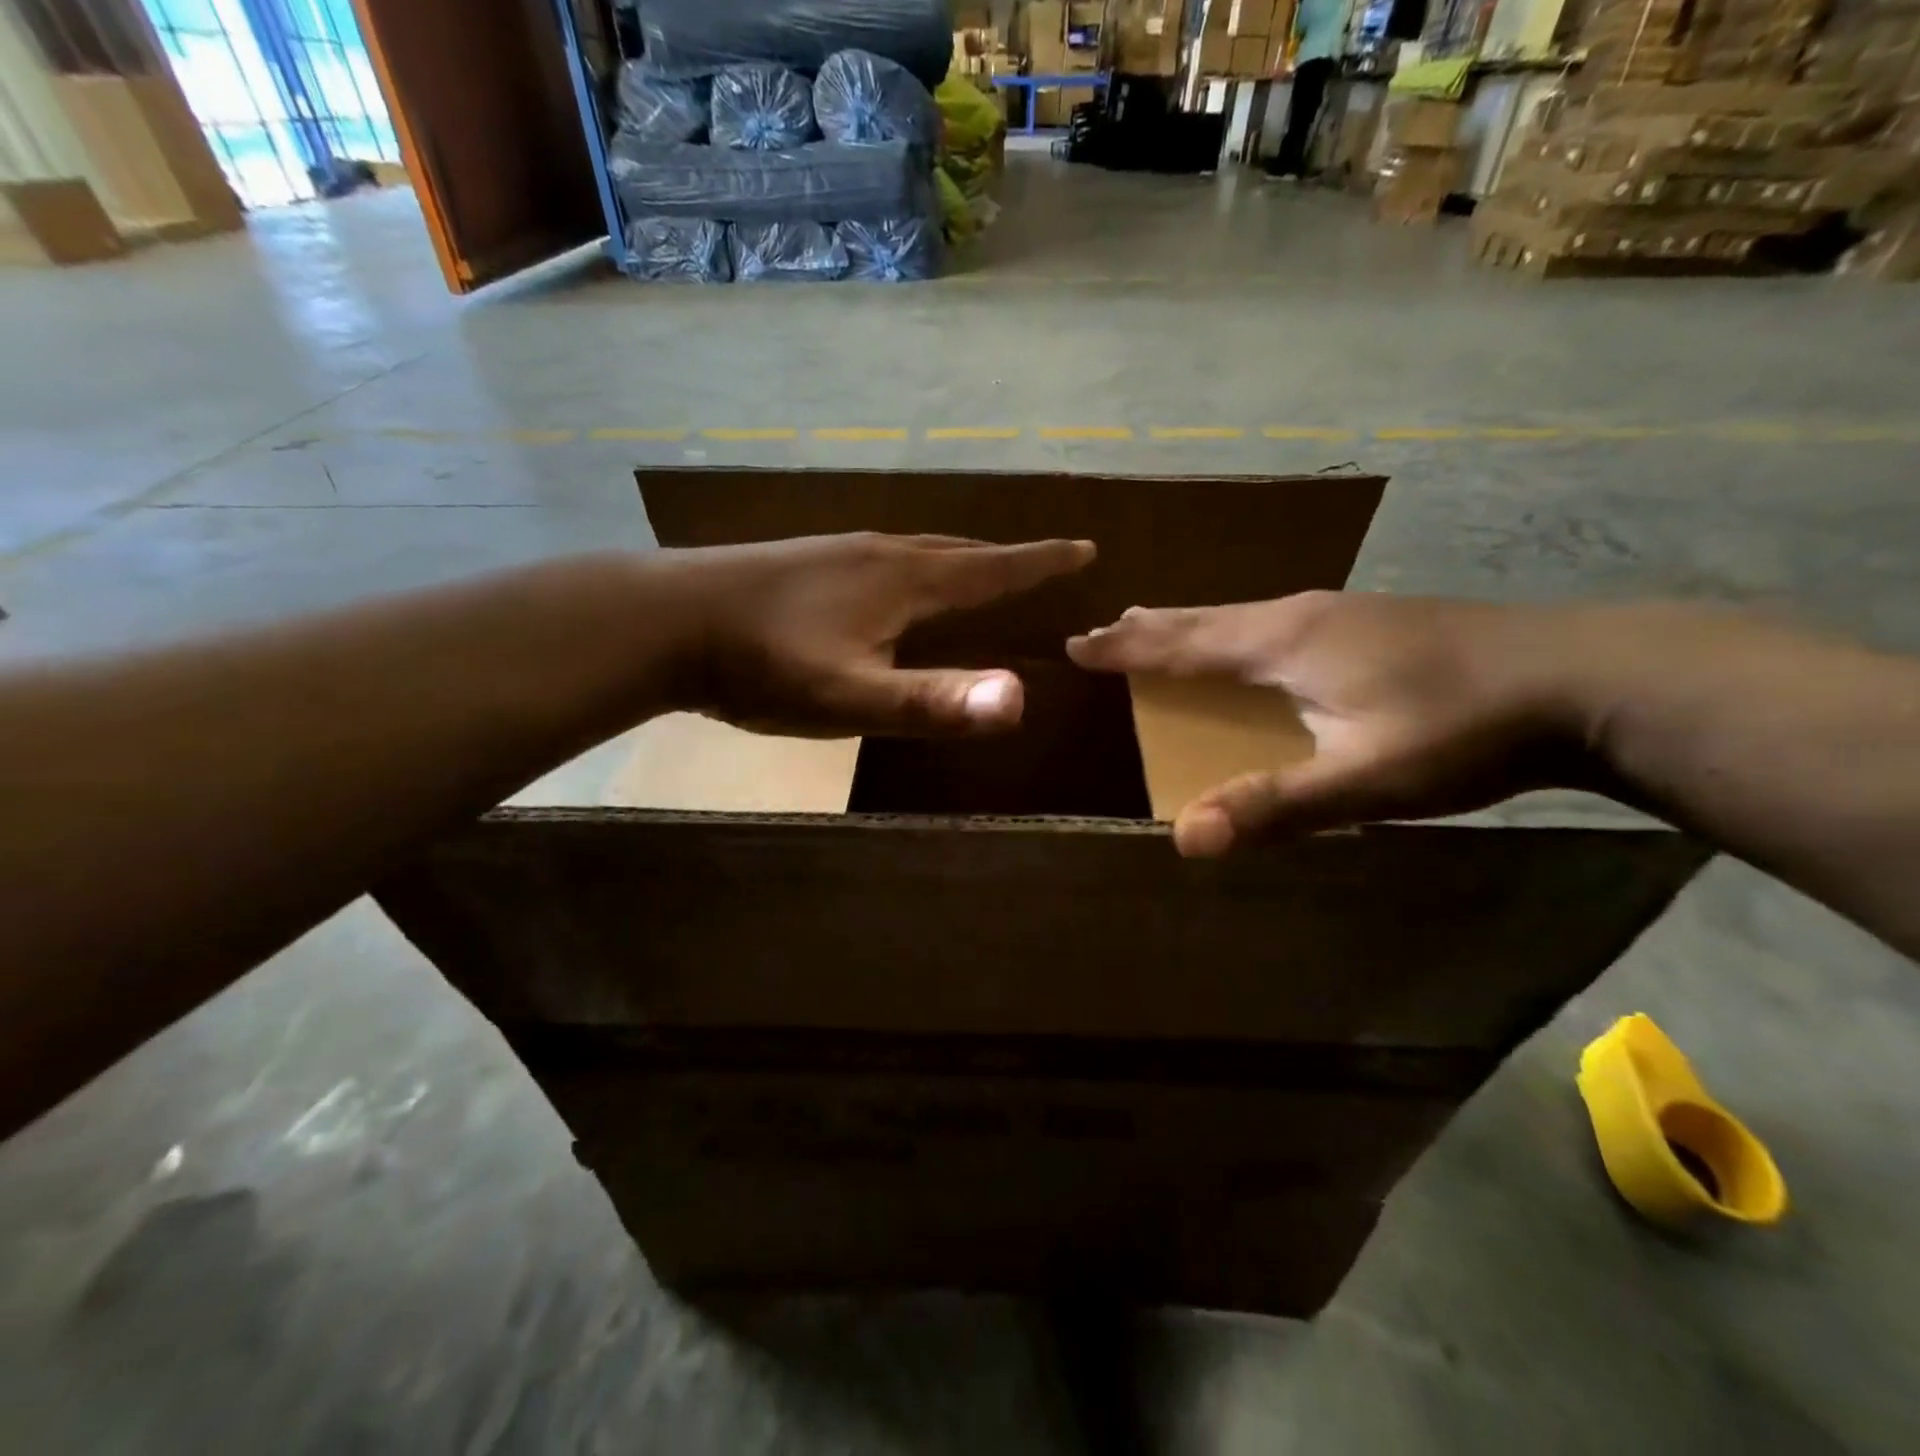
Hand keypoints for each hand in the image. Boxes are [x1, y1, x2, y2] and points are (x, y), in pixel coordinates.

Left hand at [660, 532, 1094, 737]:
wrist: (665, 622)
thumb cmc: (763, 664)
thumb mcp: (851, 697)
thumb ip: (933, 703)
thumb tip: (1019, 701)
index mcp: (902, 580)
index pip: (990, 567)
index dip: (1040, 561)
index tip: (1084, 547)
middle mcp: (877, 553)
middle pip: (957, 552)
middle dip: (1004, 559)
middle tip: (1039, 563)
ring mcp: (836, 553)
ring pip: (917, 551)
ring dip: (958, 560)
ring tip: (977, 573)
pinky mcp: (805, 564)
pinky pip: (882, 558)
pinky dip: (915, 567)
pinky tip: (892, 585)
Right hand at [1067, 592, 1596, 855]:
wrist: (1585, 677)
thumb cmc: (1462, 727)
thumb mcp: (1363, 779)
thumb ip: (1273, 806)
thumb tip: (1183, 839)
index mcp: (1283, 642)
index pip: (1183, 645)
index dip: (1127, 649)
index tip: (1078, 644)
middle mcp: (1300, 614)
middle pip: (1206, 619)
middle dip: (1150, 628)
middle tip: (1107, 629)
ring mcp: (1339, 611)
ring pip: (1240, 616)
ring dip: (1191, 625)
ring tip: (1161, 628)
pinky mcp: (1369, 620)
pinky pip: (1272, 620)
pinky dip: (1233, 630)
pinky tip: (1254, 641)